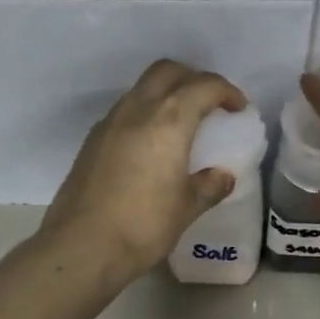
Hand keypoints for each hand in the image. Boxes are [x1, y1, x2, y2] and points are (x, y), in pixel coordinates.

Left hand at [40, 59, 249, 283]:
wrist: (81, 246)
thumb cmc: (143, 225)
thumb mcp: (186, 208)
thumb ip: (208, 186)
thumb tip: (222, 176)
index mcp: (168, 120)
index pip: (203, 87)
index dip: (226, 91)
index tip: (238, 108)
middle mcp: (137, 110)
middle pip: (167, 71)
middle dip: (193, 78)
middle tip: (209, 103)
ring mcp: (109, 123)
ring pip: (142, 88)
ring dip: (165, 93)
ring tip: (181, 123)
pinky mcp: (91, 140)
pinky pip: (124, 111)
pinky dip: (144, 113)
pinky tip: (151, 144)